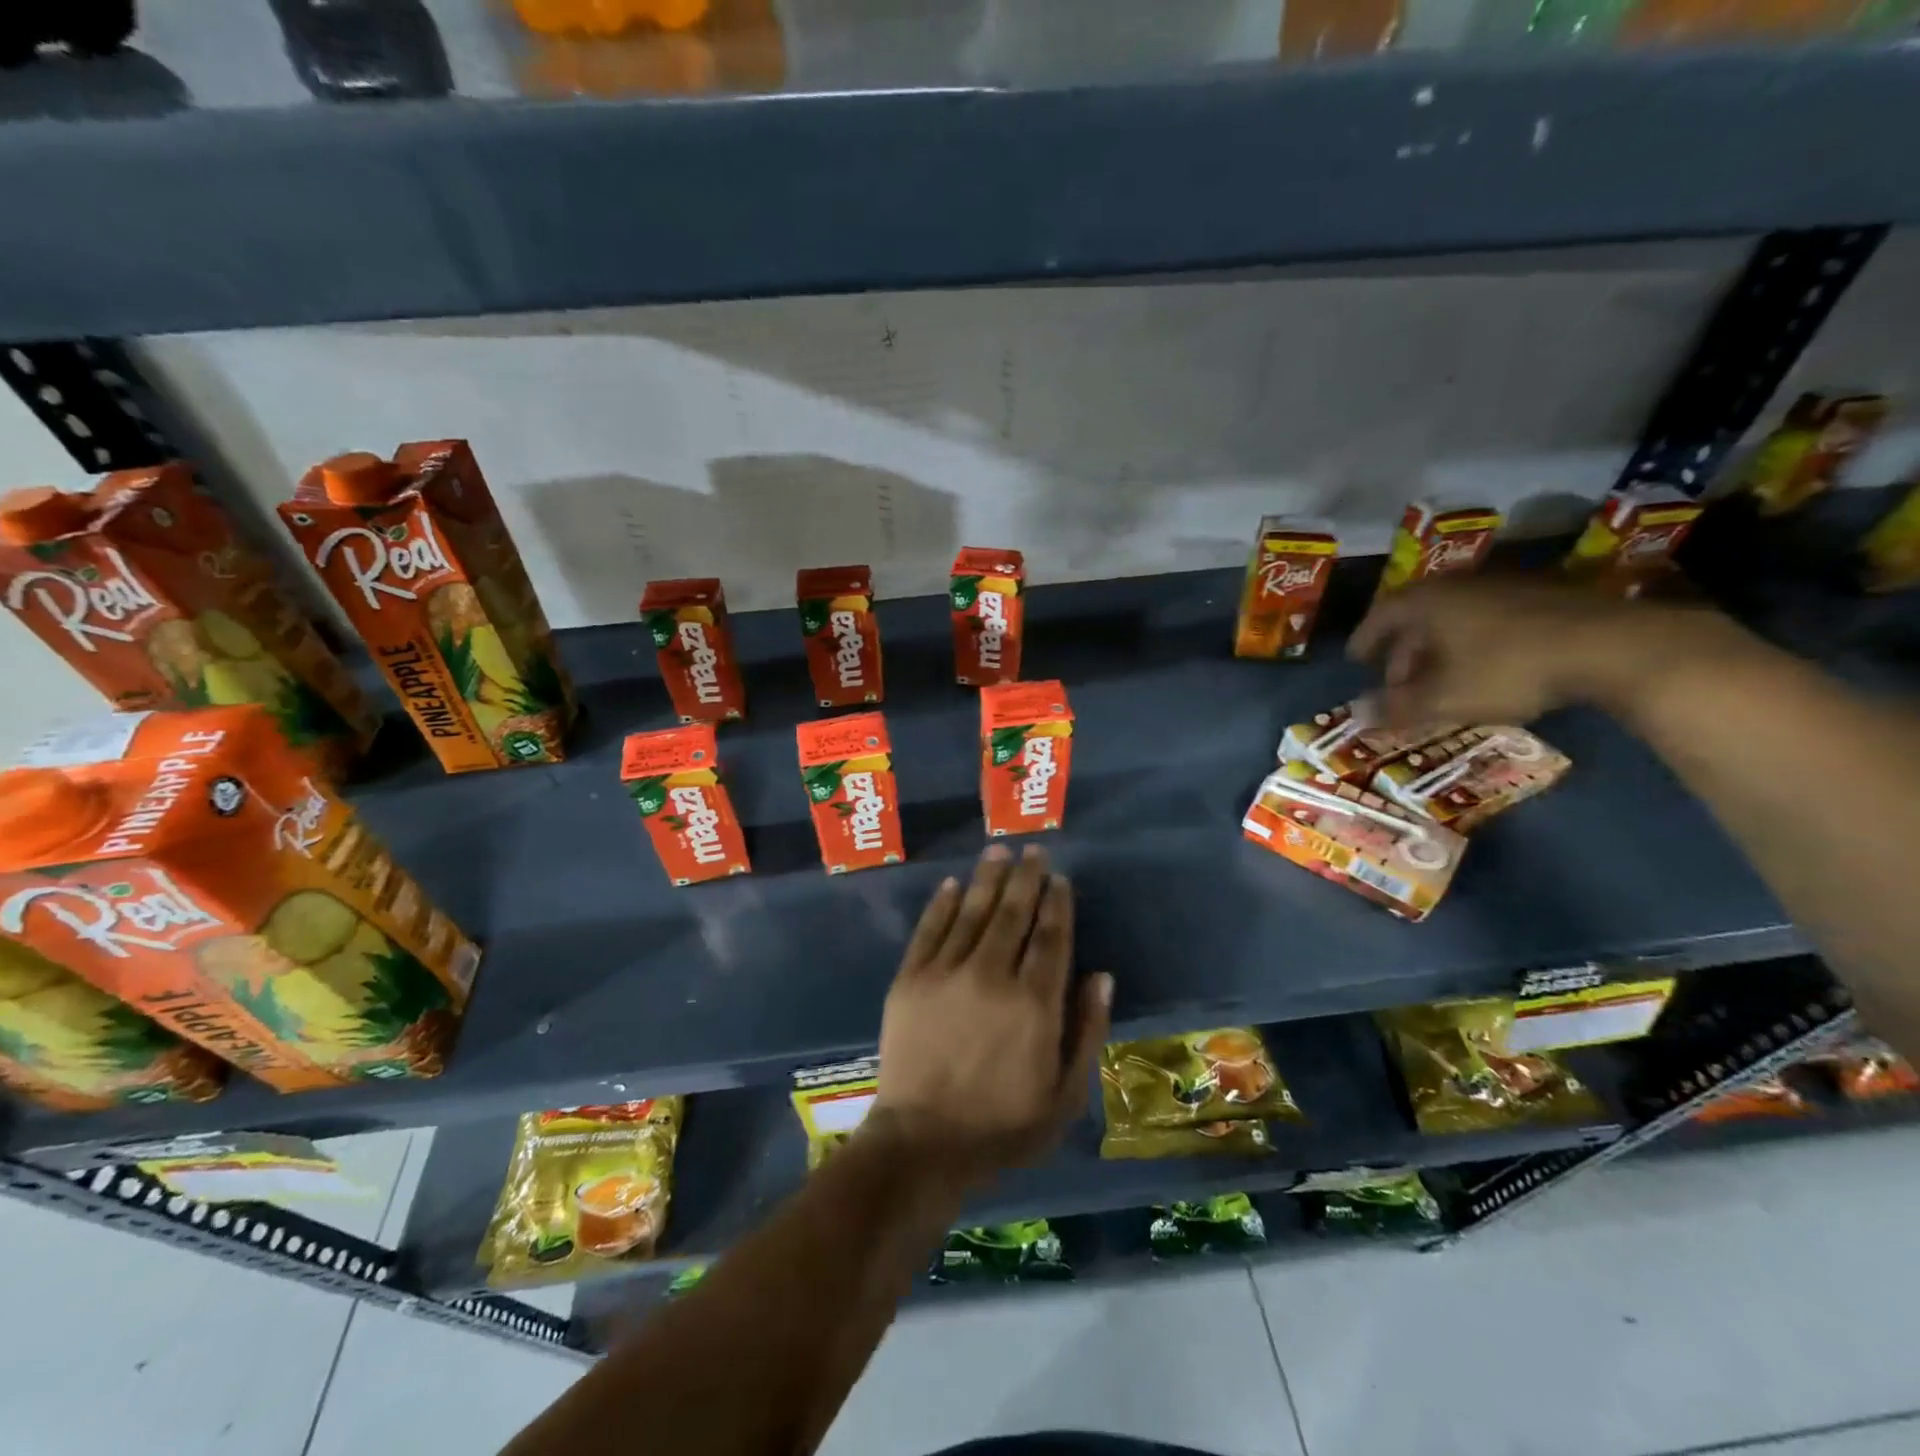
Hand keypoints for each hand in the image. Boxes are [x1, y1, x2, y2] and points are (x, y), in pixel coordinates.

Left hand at [866, 844, 1111, 1186]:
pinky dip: (941, 904)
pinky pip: (929, 930)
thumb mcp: (1064, 1096)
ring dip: (987, 878)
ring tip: (998, 851)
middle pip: (1013, 913)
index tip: (1061, 879)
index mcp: (1034, 1003)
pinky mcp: (910, 979)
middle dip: (1026, 878)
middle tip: (1033, 851)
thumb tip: (1101, 976)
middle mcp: (992, 975)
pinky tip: (951, 884)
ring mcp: (946, 973)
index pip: (1051, 937)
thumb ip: (1087, 1032)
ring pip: (972, 911)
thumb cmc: (1003, 1126)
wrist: (923, 1143)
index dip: (1057, 904)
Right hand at [1348, 574, 1730, 726]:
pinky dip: (1474, 643)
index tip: (1356, 659)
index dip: (1365, 639)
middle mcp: (1460, 586)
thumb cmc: (1508, 669)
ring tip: (1440, 679)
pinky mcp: (1544, 597)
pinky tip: (1485, 668)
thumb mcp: (1445, 698)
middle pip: (1418, 616)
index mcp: (1428, 603)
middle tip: (1398, 681)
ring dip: (1439, 648)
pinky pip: (1489, 619)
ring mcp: (1505, 587)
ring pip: (1456, 617)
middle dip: (1404, 650)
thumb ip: (1397, 708)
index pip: (1381, 615)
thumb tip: (1355, 716)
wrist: (1612, 645)